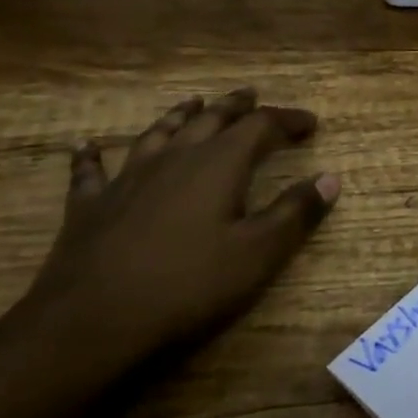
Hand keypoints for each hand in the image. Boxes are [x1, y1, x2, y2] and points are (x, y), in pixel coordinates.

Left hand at [29, 88, 339, 359]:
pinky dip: (93, 156)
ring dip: (180, 115)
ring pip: (159, 133)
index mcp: (219, 164)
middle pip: (210, 118)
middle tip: (253, 95)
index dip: (288, 120)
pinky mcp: (91, 205)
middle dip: (236, 106)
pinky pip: (91, 171)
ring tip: (194, 102)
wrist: (92, 321)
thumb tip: (330, 178)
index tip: (311, 123)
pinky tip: (87, 146)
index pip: (262, 126)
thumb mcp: (257, 253)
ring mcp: (127, 177)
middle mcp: (175, 157)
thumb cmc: (187, 285)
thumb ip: (295, 213)